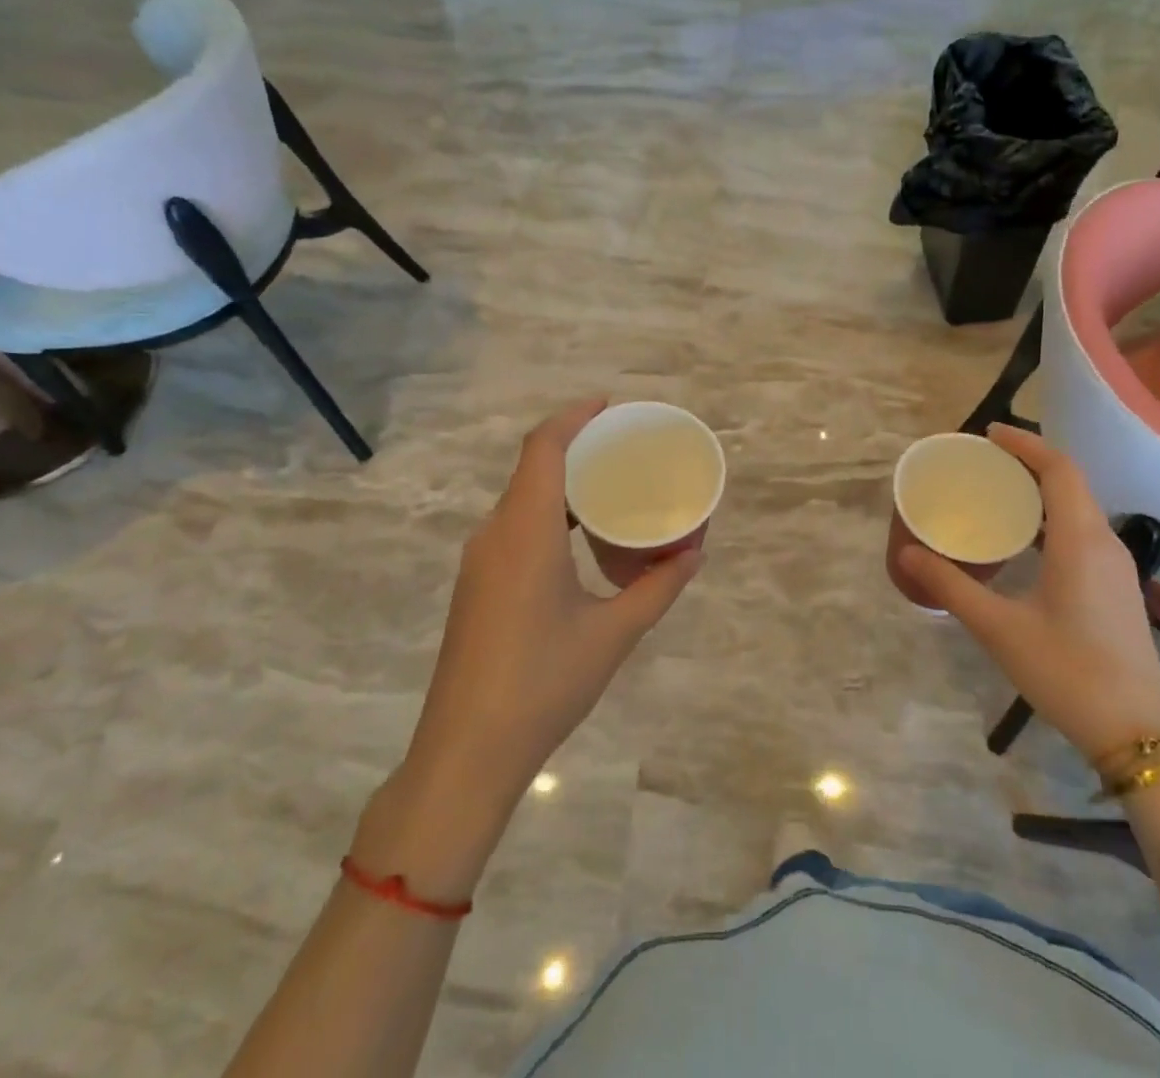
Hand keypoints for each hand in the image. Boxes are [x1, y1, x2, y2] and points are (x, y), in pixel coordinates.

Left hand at [384, 400, 702, 854]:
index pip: (543, 447)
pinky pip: (514, 527)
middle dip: (576, 446)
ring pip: (522, 499)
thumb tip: (694, 553)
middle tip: (624, 447)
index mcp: (525, 531)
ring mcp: (479, 561)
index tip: (609, 405)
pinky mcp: (476, 585)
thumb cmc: (543, 684)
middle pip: (532, 467)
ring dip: (562, 483)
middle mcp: (495, 534)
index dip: (574, 416)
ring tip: (611, 488)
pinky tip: (579, 540)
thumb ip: (658, 588)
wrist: (465, 754)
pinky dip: (549, 514)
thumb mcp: (613, 634)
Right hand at [895, 425, 1159, 762]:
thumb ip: (950, 586)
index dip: (1025, 444)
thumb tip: (907, 554)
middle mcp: (1104, 543)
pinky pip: (1082, 531)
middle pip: (1070, 482)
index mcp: (1080, 540)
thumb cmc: (1066, 672)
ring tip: (997, 493)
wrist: (1137, 734)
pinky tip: (1024, 541)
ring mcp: (1116, 567)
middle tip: (983, 462)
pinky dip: (1051, 518)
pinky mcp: (1116, 588)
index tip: (988, 435)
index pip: (1059, 469)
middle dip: (1028, 462)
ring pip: (1078, 508)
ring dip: (1041, 491)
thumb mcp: (998, 628)